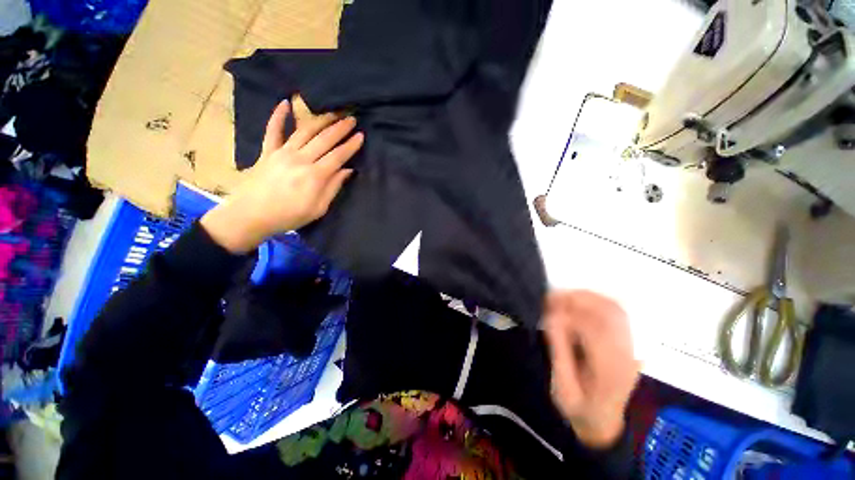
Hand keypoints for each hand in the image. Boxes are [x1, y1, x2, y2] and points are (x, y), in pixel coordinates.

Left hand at [201, 99, 363, 252]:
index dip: (350, 145)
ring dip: (320, 120)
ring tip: (332, 112)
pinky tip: (285, 103)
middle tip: (351, 119)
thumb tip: (347, 171)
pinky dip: (278, 116)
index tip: (361, 136)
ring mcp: (282, 152)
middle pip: (324, 139)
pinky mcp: (267, 151)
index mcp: (315, 175)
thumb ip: (333, 188)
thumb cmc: (289, 215)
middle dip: (340, 128)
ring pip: (305, 131)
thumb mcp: (318, 209)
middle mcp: (300, 159)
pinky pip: (273, 130)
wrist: (251, 215)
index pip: (338, 156)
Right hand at [543, 290, 639, 448]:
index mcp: (610, 371)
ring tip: (563, 296)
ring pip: (615, 309)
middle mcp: (626, 355)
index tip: (547, 306)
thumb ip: (559, 352)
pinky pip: (617, 313)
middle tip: (553, 296)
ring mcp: (630, 348)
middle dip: (579, 299)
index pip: (594, 329)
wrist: (604, 423)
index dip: (569, 313)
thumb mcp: (562, 388)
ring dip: (588, 297)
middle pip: (609, 313)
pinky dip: (597, 301)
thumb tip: (552, 318)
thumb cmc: (579, 409)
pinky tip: (579, 301)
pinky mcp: (628, 343)